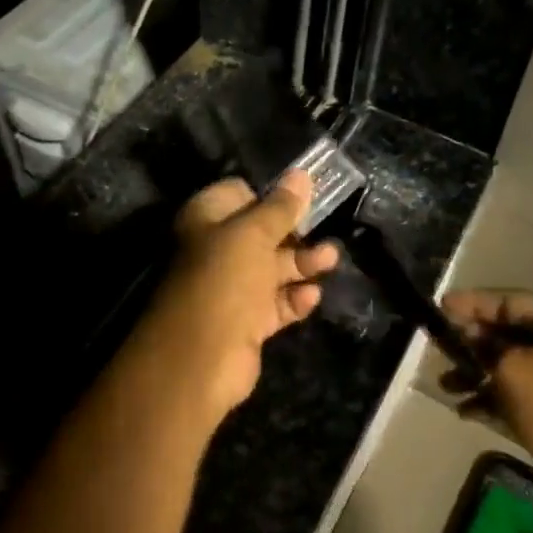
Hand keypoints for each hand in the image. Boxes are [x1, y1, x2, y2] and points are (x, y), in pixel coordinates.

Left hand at [128, 169, 340, 422]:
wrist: (200, 358)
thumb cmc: (224, 280)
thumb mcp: (254, 235)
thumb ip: (280, 207)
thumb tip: (301, 175)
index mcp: (207, 220)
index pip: (240, 193)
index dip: (270, 194)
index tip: (304, 195)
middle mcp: (217, 250)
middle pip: (262, 232)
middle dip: (295, 231)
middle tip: (326, 227)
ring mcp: (231, 288)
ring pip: (273, 268)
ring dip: (302, 263)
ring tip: (332, 259)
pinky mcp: (247, 321)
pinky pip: (276, 303)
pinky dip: (295, 299)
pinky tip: (313, 296)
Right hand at [440, 290, 532, 503]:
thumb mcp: (512, 368)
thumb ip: (485, 347)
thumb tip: (471, 334)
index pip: (509, 303)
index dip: (474, 303)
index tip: (441, 306)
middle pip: (508, 335)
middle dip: (471, 341)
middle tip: (438, 344)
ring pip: (508, 368)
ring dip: (475, 374)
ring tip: (445, 385)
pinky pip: (514, 397)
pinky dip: (489, 400)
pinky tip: (463, 410)